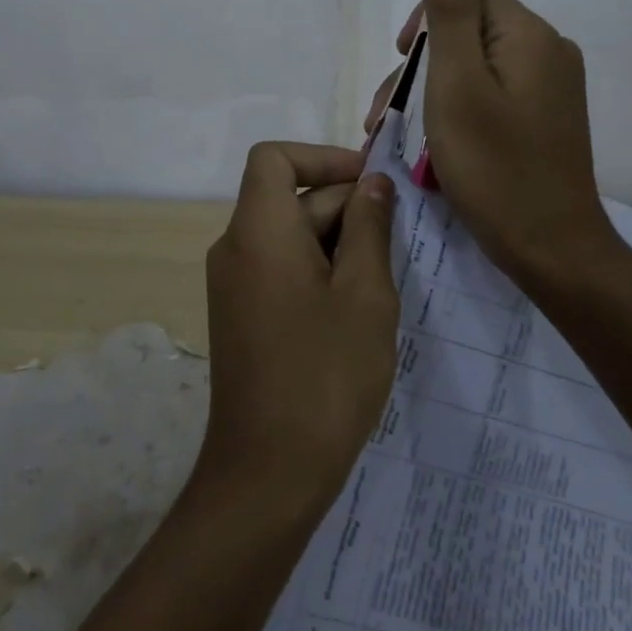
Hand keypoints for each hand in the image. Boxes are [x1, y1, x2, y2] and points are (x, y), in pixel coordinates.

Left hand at [200, 143, 400, 515]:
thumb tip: (372, 184)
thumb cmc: (325, 376)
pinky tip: (356, 305)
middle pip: (287, 198)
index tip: (370, 182)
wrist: (268, 473)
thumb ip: (368, 228)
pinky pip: (279, 268)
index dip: (322, 157)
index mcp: (258, 231)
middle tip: (398, 238)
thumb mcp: (364, 294)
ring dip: (335, 240)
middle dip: (343, 205)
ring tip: (384, 276)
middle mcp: (235, 248)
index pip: (274, 158)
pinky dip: (317, 268)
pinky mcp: (241, 315)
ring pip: (287, 236)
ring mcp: (234, 285)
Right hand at [365, 0, 616, 290]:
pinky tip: (433, 147)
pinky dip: (457, 115)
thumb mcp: (457, 84)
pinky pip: (491, 98)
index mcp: (529, 36)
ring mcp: (549, 90)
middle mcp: (547, 53)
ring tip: (397, 139)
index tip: (398, 64)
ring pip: (475, 70)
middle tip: (384, 117)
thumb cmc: (495, 167)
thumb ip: (450, 11)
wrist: (552, 249)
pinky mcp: (543, 121)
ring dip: (432, 96)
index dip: (425, 23)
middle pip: (469, 35)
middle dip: (421, 69)